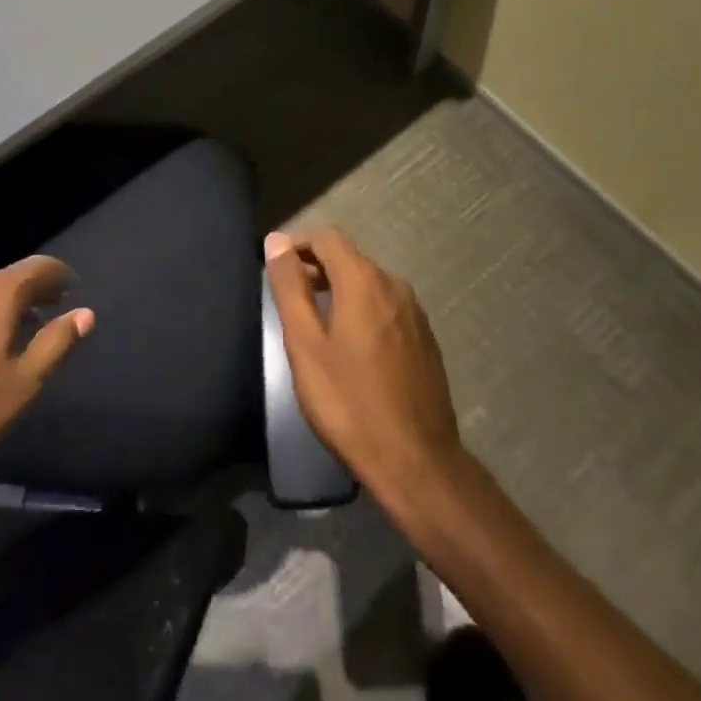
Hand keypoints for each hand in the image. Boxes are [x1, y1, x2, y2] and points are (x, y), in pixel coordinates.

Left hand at [0, 255, 93, 498]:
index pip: (37, 267)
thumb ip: (56, 342)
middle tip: (51, 307)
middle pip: (7, 279)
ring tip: (18, 329)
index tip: (73, 286)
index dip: (58, 274)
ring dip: (2, 307)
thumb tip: (85, 313)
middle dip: (31, 291)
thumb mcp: (21, 383)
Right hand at [264, 227, 462, 494]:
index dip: (298, 243)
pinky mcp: (425, 339)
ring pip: (369, 283)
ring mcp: (414, 313)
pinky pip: (386, 307)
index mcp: (363, 280)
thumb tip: (276, 241)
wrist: (416, 463)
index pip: (327, 237)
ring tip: (315, 319)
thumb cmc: (349, 402)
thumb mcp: (306, 344)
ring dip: (339, 288)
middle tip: (289, 294)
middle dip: (316, 266)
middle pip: (349, 258)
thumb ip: (290, 287)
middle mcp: (393, 285)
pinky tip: (351, 344)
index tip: (276, 265)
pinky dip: (362, 309)